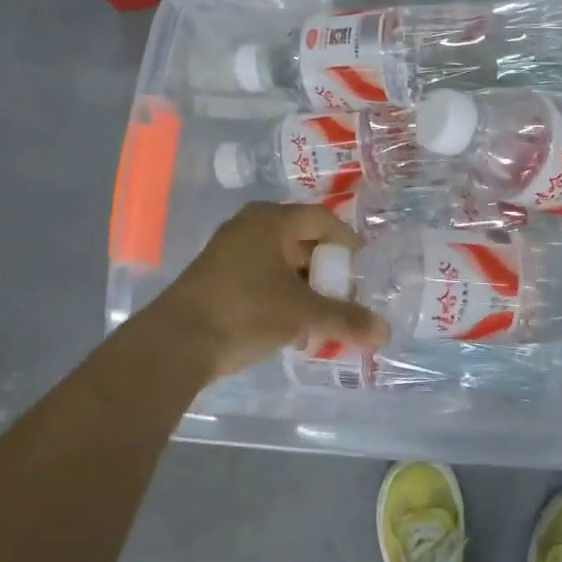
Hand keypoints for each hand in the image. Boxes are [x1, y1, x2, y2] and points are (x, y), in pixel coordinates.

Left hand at [152, 202, 387, 378]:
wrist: (176, 342)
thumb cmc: (246, 311)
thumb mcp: (303, 314)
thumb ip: (345, 319)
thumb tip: (385, 332)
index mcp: (272, 221)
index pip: (321, 219)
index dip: (346, 240)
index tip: (362, 264)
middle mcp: (250, 227)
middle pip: (300, 240)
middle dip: (325, 268)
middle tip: (346, 291)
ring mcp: (229, 251)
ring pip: (280, 262)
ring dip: (304, 285)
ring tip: (322, 313)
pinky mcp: (217, 277)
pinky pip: (261, 277)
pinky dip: (282, 294)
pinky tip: (293, 324)